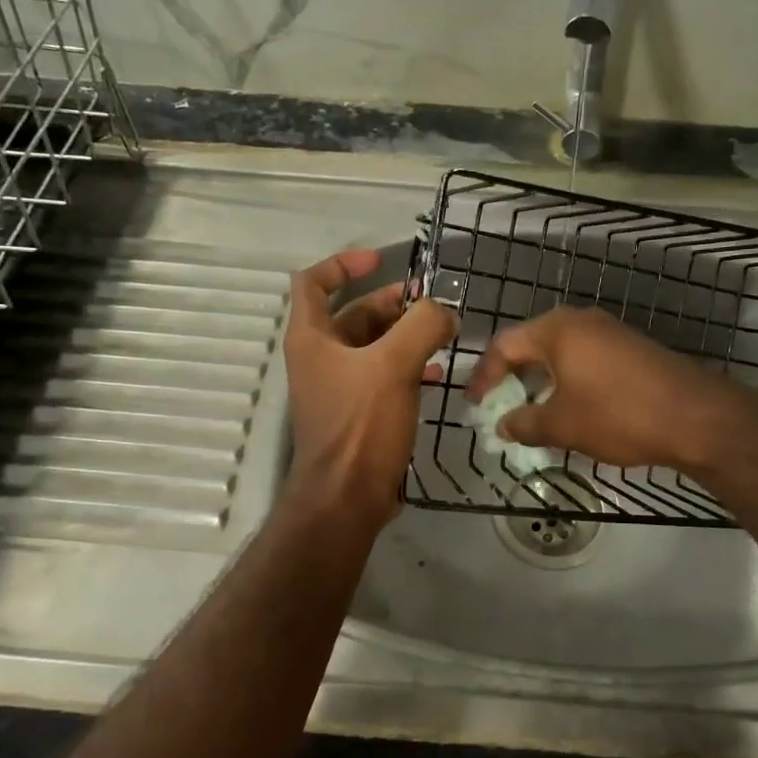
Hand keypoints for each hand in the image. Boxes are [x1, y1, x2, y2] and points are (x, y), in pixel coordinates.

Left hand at [284, 249, 454, 526]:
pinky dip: (409, 367)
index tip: (380, 260)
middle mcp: (321, 358)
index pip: (313, 282)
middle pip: (353, 314)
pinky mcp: (359, 413)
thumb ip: (422, 325)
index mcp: (313, 338)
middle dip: (393, 303)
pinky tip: (439, 373)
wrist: (346, 498)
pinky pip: (384, 376)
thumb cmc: (361, 425)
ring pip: (374, 346)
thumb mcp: (394, 365)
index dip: (344, 264)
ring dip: (406, 335)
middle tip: (432, 303)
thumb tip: (444, 310)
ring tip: (444, 334)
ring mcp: (339, 387)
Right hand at [464, 306, 745, 473]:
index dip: (484, 377)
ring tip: (534, 414)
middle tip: (501, 409)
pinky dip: (569, 382)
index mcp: (557, 330)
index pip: (504, 345)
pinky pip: (586, 361)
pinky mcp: (632, 349)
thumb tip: (503, 426)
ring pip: (561, 354)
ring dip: (542, 383)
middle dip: (513, 379)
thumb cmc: (618, 415)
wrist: (695, 416)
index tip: (476, 407)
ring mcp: (611, 332)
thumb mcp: (562, 425)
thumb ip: (524, 423)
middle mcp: (582, 321)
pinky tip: (573, 410)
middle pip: (532, 345)